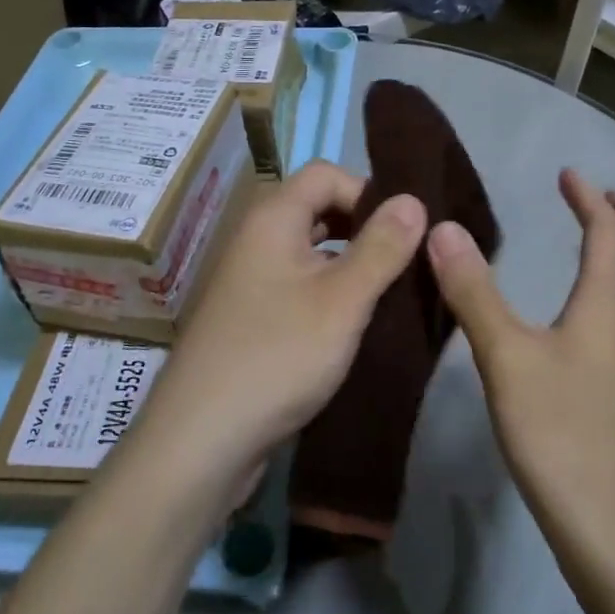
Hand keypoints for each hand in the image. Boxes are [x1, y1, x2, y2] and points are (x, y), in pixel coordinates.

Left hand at [134, 161, 425, 492]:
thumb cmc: (277, 357)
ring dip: (350, 265)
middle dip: (363, 229)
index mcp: (272, 218)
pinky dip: (329, 294)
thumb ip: (381, 247)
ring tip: (390, 296)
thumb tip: (413, 197)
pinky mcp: (251, 318)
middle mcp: (256, 239)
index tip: (403, 232)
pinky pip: (298, 286)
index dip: (367, 191)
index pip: (325, 173)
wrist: (201, 440)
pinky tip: (356, 325)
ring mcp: (250, 280)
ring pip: (310, 252)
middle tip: (404, 264)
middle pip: (317, 209)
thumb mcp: (342, 300)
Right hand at [425, 168, 614, 572]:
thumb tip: (443, 230)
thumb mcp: (505, 357)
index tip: (568, 175)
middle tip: (607, 206)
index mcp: (612, 307)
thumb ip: (473, 291)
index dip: (591, 199)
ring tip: (610, 249)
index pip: (611, 235)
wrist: (614, 532)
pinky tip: (600, 318)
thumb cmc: (560, 435)